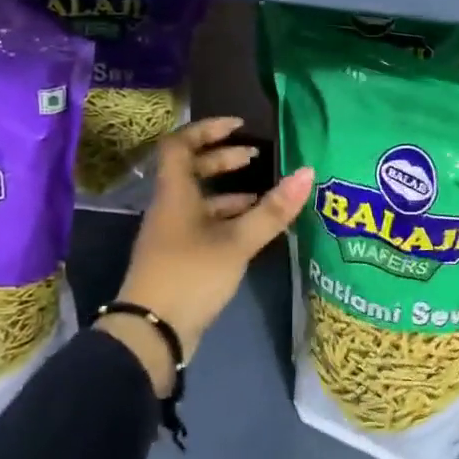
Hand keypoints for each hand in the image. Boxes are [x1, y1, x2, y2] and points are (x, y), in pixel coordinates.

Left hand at [100, 116, 312, 395]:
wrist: (152, 332)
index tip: (239, 126)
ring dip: (230, 192)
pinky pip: (204, 224)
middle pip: (192, 170)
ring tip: (265, 195)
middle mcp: (170, 208)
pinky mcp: (179, 258)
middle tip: (256, 158)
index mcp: (175, 194)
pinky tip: (253, 229)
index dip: (207, 129)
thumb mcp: (237, 242)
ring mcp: (172, 234)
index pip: (180, 144)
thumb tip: (307, 173)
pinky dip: (228, 219)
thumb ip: (272, 210)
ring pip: (200, 200)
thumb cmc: (191, 274)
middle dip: (223, 159)